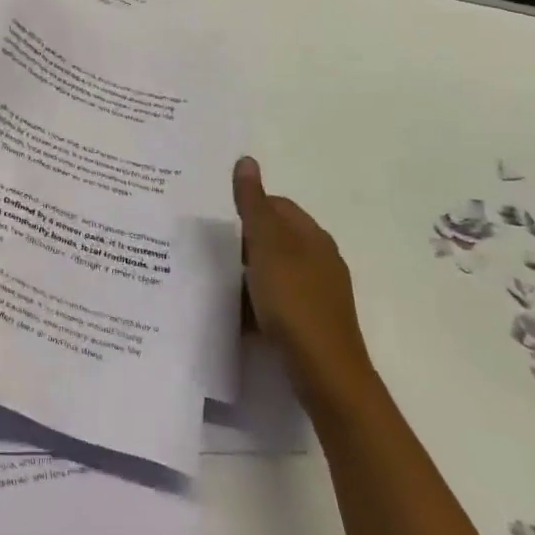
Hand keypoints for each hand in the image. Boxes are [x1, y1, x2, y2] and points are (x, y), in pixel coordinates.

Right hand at [232, 156, 374, 407]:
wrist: (326, 374)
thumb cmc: (295, 303)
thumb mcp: (267, 247)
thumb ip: (253, 205)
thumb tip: (246, 160)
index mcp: (313, 237)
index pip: (277, 205)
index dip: (248, 208)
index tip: (217, 221)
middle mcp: (320, 260)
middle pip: (275, 237)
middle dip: (243, 241)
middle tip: (209, 250)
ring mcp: (318, 293)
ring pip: (274, 270)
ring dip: (247, 272)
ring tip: (216, 280)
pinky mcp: (311, 322)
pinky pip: (277, 299)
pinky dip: (256, 300)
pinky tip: (236, 312)